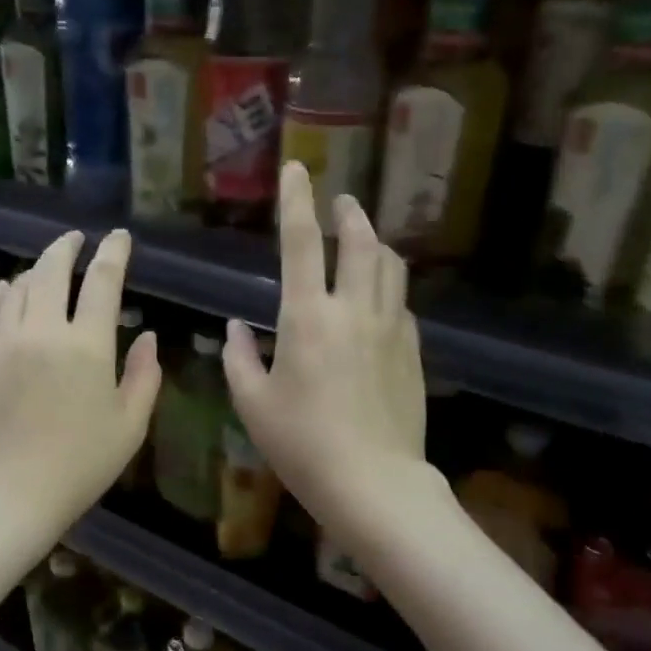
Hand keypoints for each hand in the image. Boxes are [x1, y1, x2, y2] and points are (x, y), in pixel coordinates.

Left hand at [0, 228, 160, 540]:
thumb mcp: (129, 428)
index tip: (119, 237)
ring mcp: (4, 342)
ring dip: (36, 269)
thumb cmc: (78, 466)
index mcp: (88, 346)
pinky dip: (1, 294)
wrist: (6, 495)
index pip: (103, 282)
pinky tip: (7, 289)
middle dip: (68, 247)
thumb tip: (149, 337)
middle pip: (53, 271)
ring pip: (20, 287)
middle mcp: (44, 331)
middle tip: (77, 239)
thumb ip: (144, 377)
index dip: (114, 253)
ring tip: (47, 266)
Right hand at [223, 162, 426, 535]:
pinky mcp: (413, 352)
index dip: (297, 200)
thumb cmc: (302, 444)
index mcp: (307, 317)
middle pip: (360, 242)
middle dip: (349, 214)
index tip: (296, 168)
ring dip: (376, 243)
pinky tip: (379, 299)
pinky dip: (388, 286)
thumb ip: (240, 359)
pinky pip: (401, 303)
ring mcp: (391, 329)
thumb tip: (237, 328)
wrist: (374, 482)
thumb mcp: (253, 404)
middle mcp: (354, 310)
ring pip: (390, 267)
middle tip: (341, 201)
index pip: (301, 243)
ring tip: (364, 238)